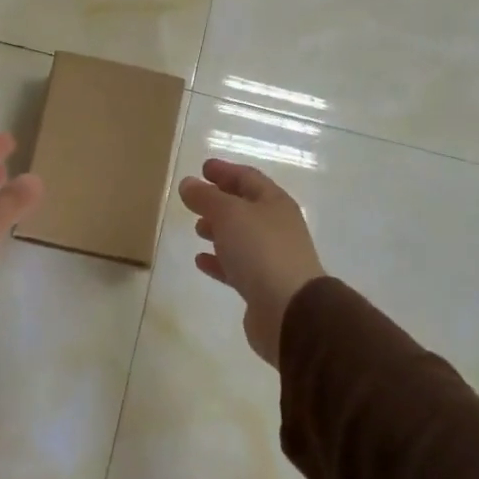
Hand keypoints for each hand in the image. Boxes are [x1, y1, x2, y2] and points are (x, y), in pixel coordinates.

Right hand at [179, 158, 325, 367]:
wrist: (290, 310)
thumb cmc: (261, 250)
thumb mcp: (229, 214)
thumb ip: (206, 197)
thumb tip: (188, 183)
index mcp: (274, 203)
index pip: (248, 178)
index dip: (225, 171)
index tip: (203, 167)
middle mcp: (276, 227)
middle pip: (246, 207)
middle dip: (221, 201)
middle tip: (195, 199)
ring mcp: (272, 258)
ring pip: (241, 237)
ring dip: (219, 230)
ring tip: (197, 228)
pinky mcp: (262, 287)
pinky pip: (236, 267)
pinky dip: (219, 261)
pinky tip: (201, 261)